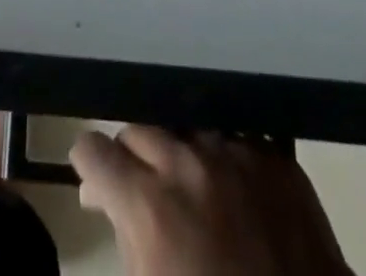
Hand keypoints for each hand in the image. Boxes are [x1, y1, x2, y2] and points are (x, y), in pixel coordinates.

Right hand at [71, 127, 352, 275]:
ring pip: (186, 126)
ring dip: (177, 151)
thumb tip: (102, 198)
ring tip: (187, 187)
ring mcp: (236, 152)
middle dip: (131, 159)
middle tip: (140, 193)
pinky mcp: (276, 158)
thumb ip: (125, 239)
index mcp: (149, 205)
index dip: (89, 167)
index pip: (94, 150)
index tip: (95, 183)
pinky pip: (234, 137)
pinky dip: (222, 157)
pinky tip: (229, 187)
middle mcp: (188, 163)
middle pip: (138, 129)